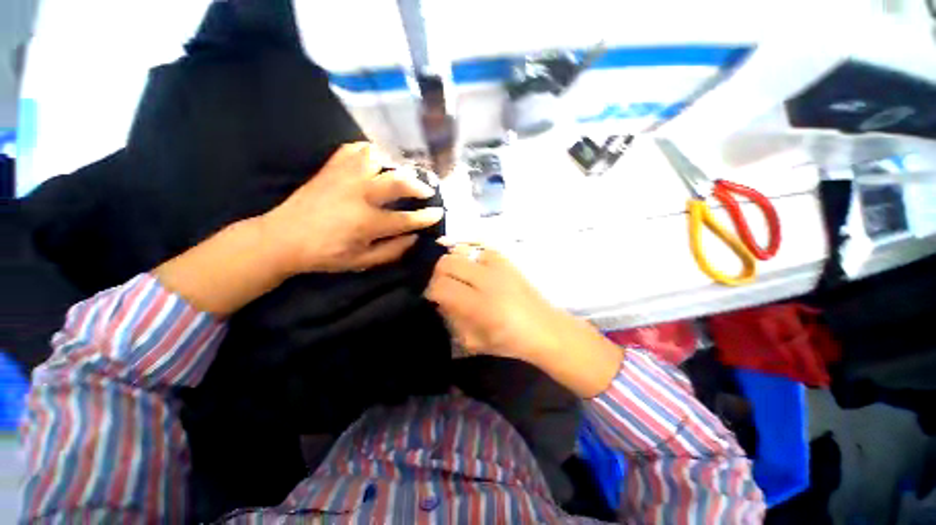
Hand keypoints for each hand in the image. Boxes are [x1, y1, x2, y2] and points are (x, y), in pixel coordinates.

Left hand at [260, 142, 443, 275]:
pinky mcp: (331, 168)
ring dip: (395, 165)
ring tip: (401, 173)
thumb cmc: (324, 254)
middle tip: (427, 189)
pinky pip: (355, 149)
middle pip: (398, 181)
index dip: (426, 217)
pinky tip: (377, 160)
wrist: (282, 237)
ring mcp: (344, 177)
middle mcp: (359, 194)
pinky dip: (370, 152)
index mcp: (367, 222)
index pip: (406, 219)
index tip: (438, 213)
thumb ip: (392, 251)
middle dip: (419, 185)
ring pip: (378, 158)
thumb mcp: (361, 261)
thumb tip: (414, 238)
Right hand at [425, 243, 566, 360]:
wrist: (545, 328)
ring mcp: (499, 266)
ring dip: (454, 264)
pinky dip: (471, 258)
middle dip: (438, 274)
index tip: (433, 298)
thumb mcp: (473, 341)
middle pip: (447, 262)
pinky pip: (480, 249)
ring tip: (459, 277)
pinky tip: (475, 270)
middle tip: (444, 286)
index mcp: (479, 305)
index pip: (441, 286)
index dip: (431, 291)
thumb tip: (440, 300)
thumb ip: (452, 318)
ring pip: (461, 251)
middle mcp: (487, 280)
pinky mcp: (507, 260)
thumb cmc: (510, 341)